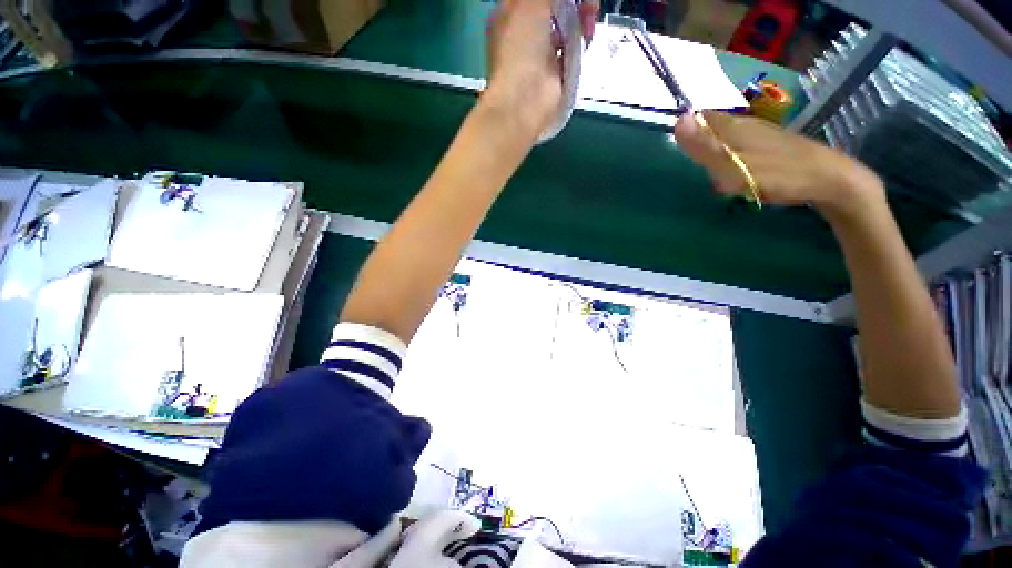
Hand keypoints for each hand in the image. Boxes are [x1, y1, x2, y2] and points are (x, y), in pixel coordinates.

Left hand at [484, 0, 597, 137]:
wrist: (525, 101)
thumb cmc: (519, 49)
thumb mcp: (530, 4)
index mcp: (510, 13)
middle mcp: (526, 33)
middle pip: (555, 7)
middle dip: (573, 1)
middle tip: (585, 2)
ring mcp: (543, 53)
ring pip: (567, 24)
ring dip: (581, 15)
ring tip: (589, 14)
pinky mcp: (558, 70)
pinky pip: (574, 45)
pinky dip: (583, 37)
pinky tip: (586, 33)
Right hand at [674, 111, 884, 218]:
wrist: (831, 180)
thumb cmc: (779, 174)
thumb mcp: (734, 164)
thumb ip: (706, 146)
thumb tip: (678, 121)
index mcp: (734, 127)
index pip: (700, 118)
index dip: (686, 129)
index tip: (680, 149)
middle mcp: (746, 124)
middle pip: (712, 125)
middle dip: (699, 141)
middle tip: (695, 165)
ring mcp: (761, 132)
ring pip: (727, 134)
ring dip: (714, 148)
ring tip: (712, 171)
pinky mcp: (771, 143)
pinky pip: (741, 143)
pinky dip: (731, 154)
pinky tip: (734, 169)